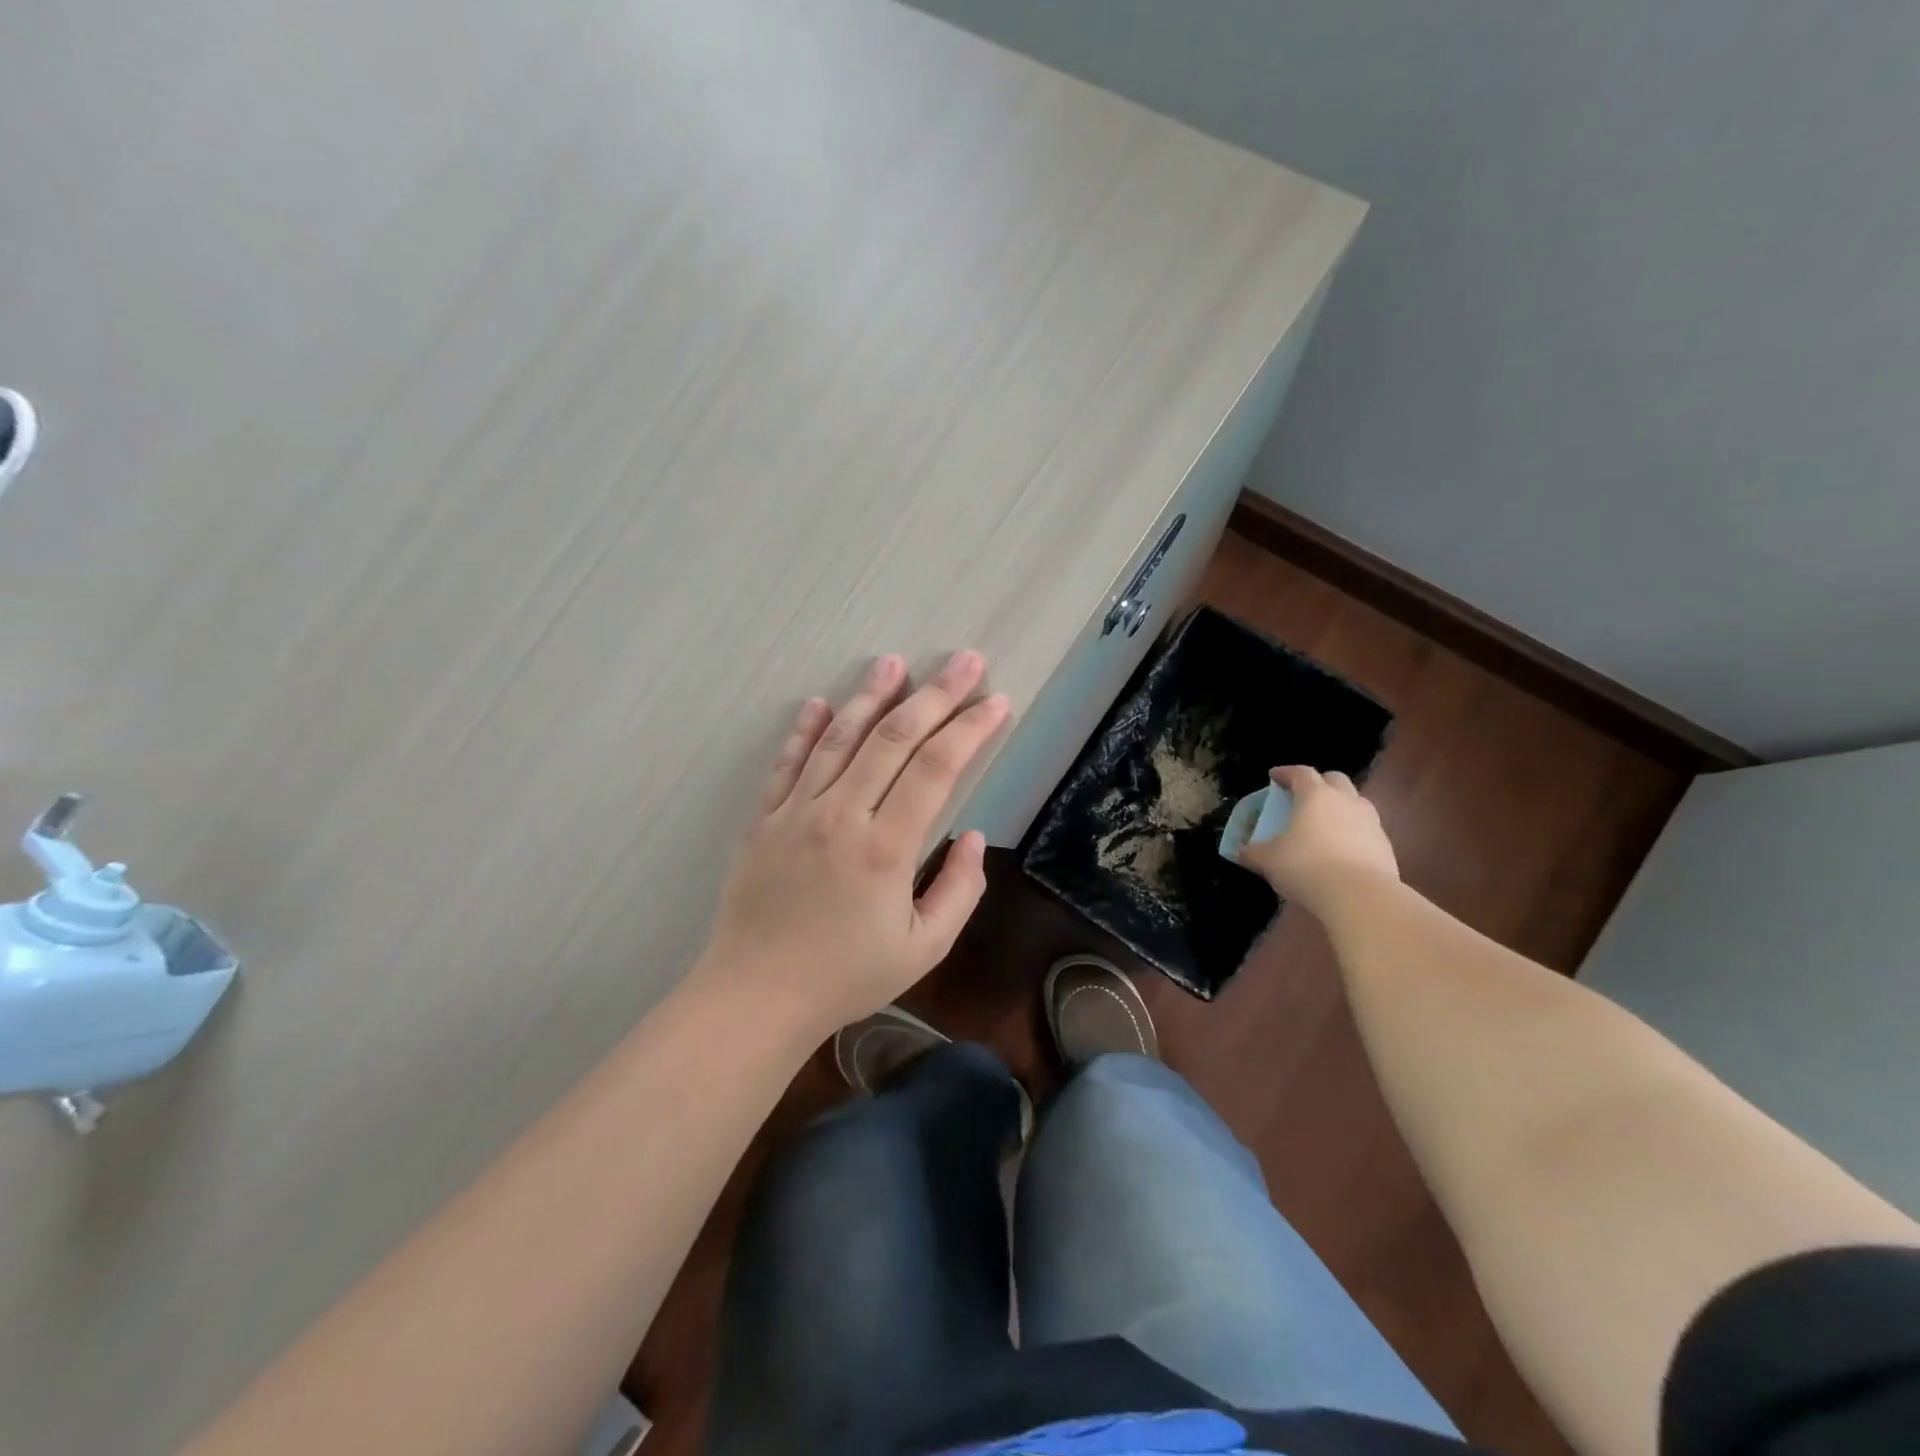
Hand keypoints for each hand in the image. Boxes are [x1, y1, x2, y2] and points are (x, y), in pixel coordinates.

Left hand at [698, 651, 1009, 1038]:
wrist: (756, 996)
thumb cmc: (846, 977)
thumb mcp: (923, 949)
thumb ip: (959, 891)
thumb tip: (975, 837)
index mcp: (886, 848)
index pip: (937, 769)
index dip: (970, 729)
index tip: (997, 702)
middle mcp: (841, 815)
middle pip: (893, 739)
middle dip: (934, 695)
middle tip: (964, 661)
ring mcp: (796, 812)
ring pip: (838, 739)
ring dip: (870, 697)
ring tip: (892, 662)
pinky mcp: (763, 819)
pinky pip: (786, 764)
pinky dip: (803, 730)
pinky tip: (819, 703)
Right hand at [1238, 765, 1399, 917]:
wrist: (1360, 897)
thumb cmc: (1306, 866)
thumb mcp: (1269, 860)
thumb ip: (1253, 852)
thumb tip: (1240, 852)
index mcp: (1316, 796)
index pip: (1301, 773)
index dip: (1286, 773)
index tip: (1274, 777)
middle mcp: (1346, 801)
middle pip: (1335, 780)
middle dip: (1319, 783)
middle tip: (1303, 796)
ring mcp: (1371, 823)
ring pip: (1356, 803)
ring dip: (1340, 807)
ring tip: (1325, 824)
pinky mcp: (1386, 846)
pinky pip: (1367, 830)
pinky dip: (1353, 833)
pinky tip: (1342, 851)